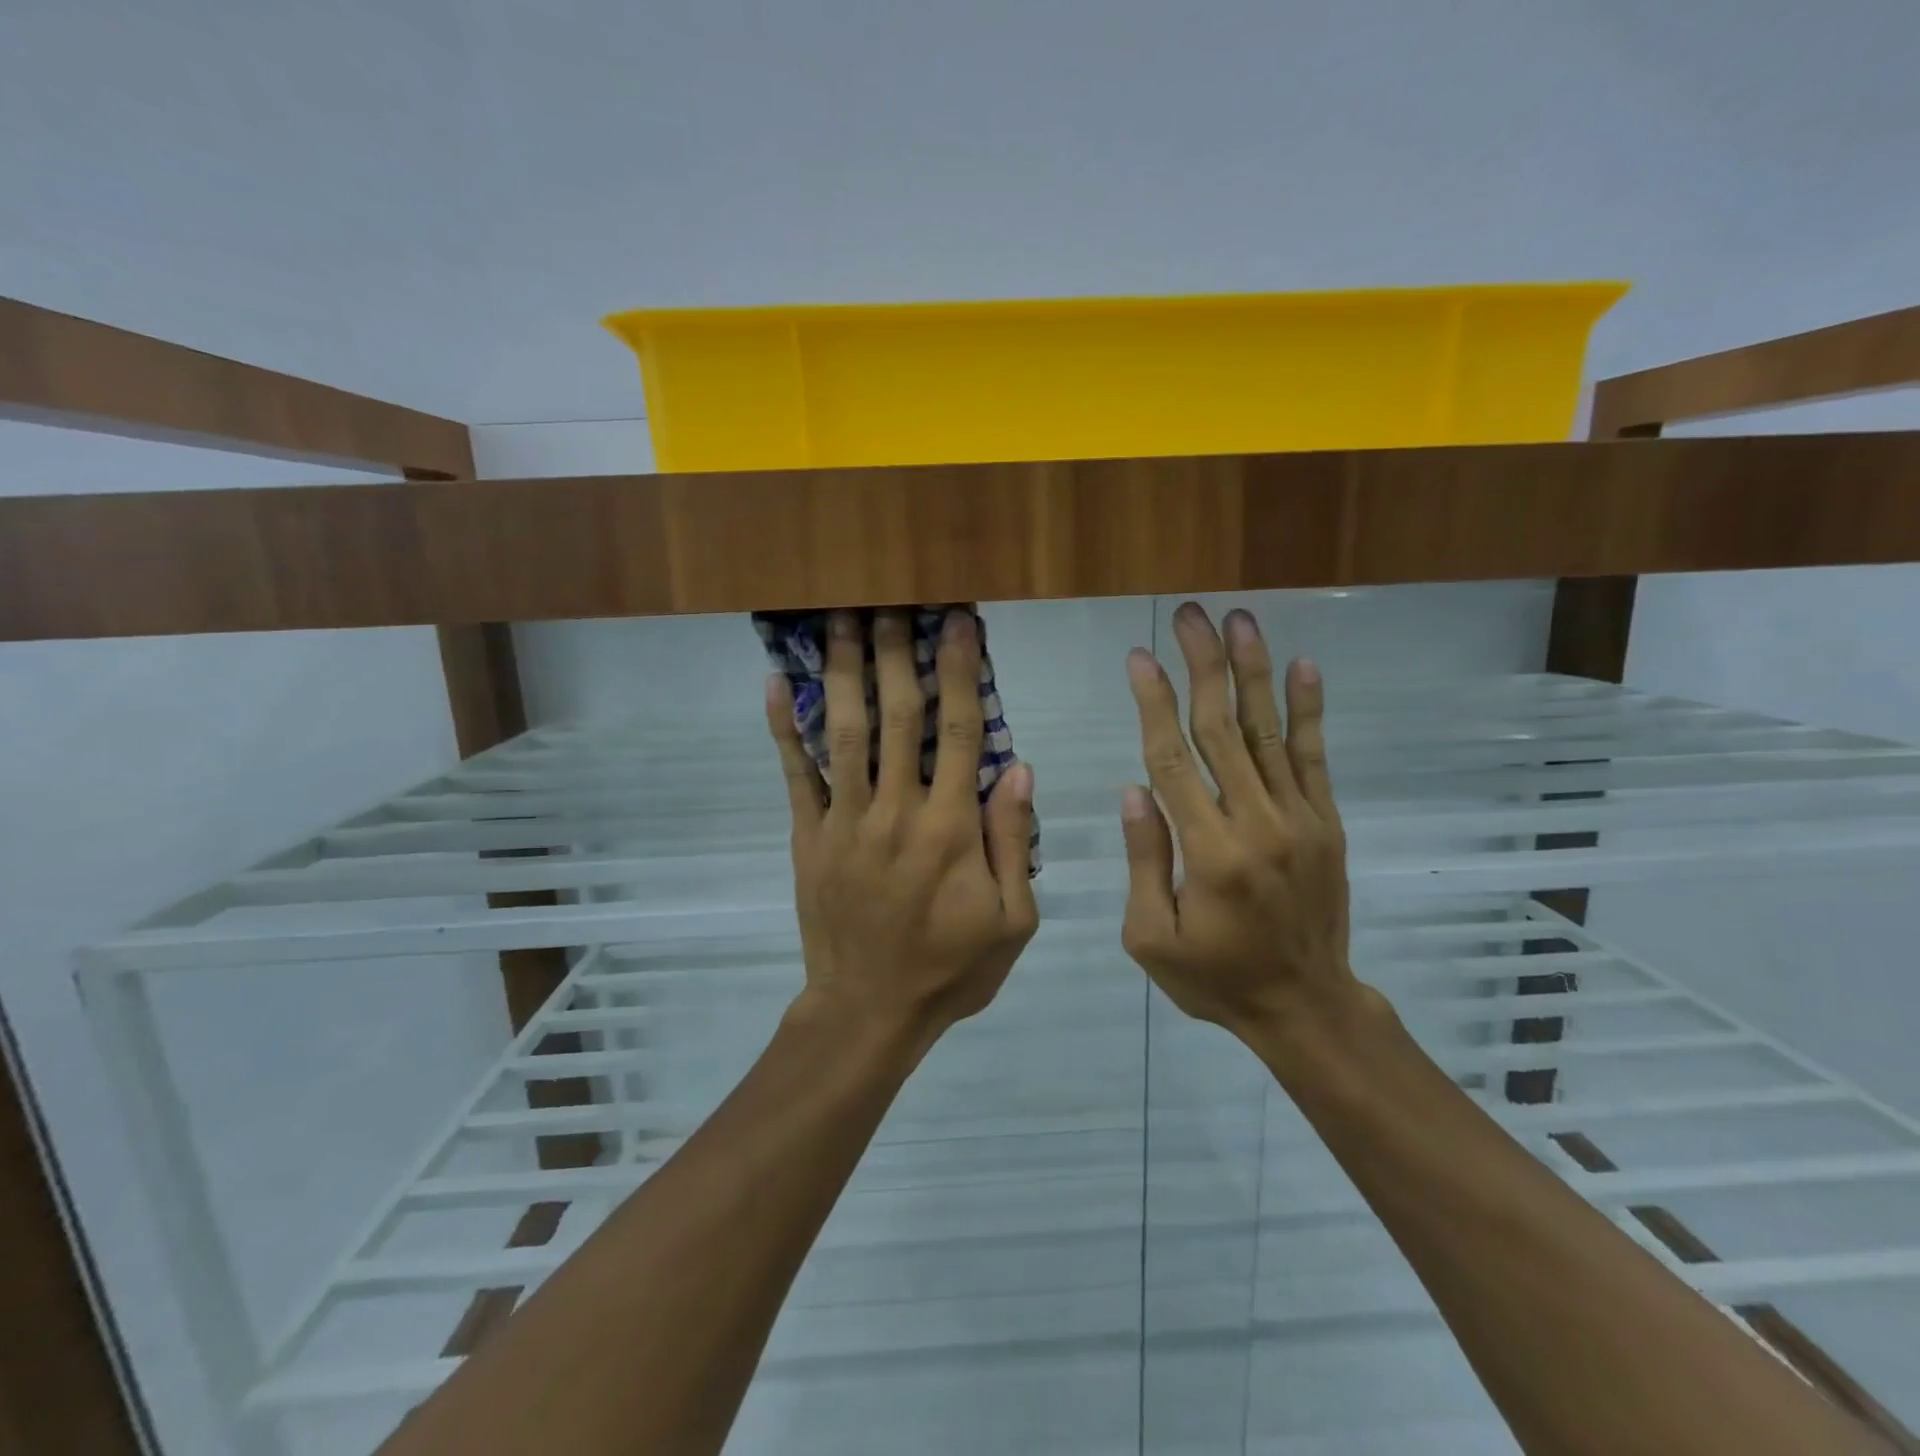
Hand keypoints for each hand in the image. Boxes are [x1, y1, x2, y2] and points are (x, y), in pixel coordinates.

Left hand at [766, 608, 1039, 1041]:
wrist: (869, 1011)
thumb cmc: (951, 968)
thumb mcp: (1012, 920)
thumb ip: (1013, 841)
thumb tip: (1019, 767)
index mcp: (951, 828)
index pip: (960, 731)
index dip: (960, 671)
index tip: (958, 623)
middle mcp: (897, 810)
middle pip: (897, 715)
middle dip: (897, 652)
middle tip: (894, 599)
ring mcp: (846, 820)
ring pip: (845, 731)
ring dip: (844, 670)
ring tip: (841, 618)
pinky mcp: (809, 836)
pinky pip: (796, 775)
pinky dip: (784, 728)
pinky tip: (776, 683)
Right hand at [1118, 602, 1357, 1040]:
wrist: (1305, 1006)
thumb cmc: (1215, 977)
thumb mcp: (1151, 937)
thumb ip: (1143, 861)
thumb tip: (1134, 790)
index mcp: (1208, 853)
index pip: (1173, 759)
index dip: (1154, 703)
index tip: (1139, 657)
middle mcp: (1257, 824)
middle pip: (1222, 729)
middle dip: (1202, 665)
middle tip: (1188, 615)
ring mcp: (1299, 820)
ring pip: (1268, 731)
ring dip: (1252, 671)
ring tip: (1239, 620)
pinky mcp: (1327, 824)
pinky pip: (1315, 758)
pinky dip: (1309, 709)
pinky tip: (1300, 665)